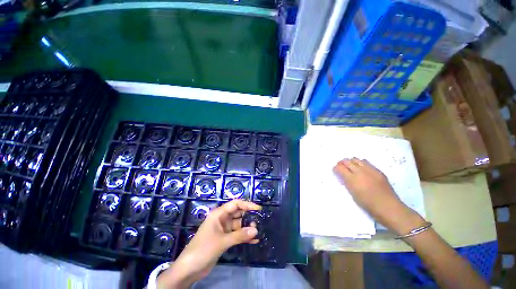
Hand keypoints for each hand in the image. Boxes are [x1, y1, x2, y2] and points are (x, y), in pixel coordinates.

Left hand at [157, 200, 260, 288]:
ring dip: (247, 228)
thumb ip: (240, 235)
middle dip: (248, 217)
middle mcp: (222, 219)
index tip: (258, 209)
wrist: (189, 269)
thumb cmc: (203, 249)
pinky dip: (244, 237)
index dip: (247, 204)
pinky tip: (254, 240)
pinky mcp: (224, 239)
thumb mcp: (222, 241)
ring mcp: (223, 229)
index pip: (235, 204)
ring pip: (238, 225)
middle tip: (259, 222)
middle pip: (238, 213)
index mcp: (219, 214)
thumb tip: (256, 230)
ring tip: (258, 232)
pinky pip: (237, 234)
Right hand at [333, 158, 424, 233]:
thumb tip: (343, 175)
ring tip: (352, 167)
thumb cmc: (368, 204)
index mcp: (352, 180)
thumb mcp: (353, 194)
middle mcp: (360, 172)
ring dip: (352, 162)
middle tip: (341, 167)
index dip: (336, 168)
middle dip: (342, 163)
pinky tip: (362, 170)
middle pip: (347, 161)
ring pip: (357, 159)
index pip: (340, 168)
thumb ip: (347, 182)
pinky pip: (367, 163)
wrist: (389, 207)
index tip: (335, 170)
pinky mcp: (378, 171)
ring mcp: (371, 170)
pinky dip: (361, 164)